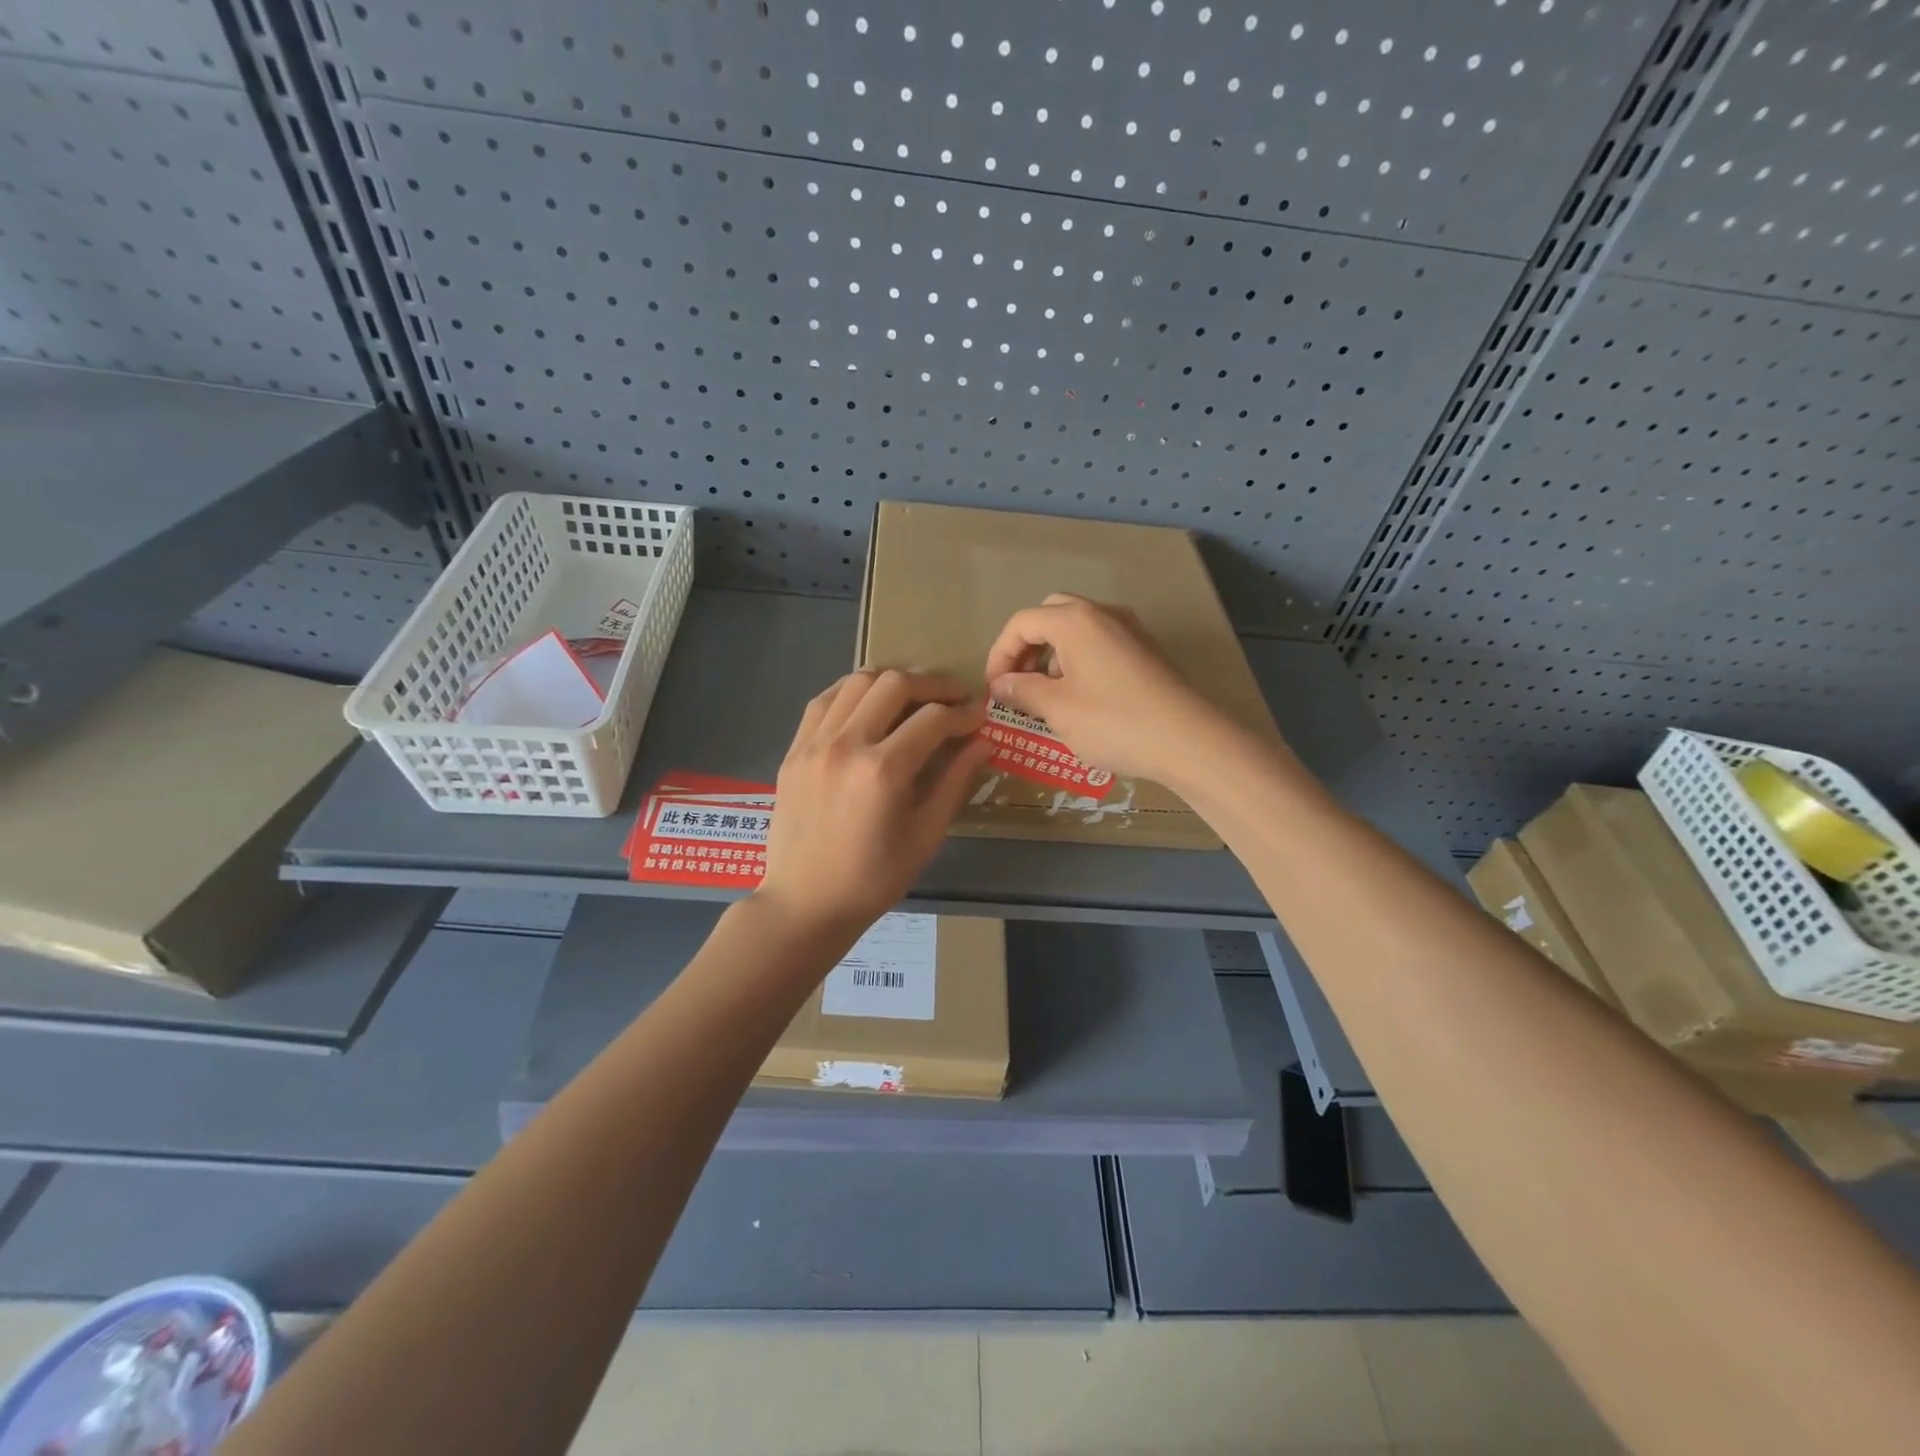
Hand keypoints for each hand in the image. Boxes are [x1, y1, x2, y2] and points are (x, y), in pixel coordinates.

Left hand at [758, 670, 990, 938]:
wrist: (805, 903)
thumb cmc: (873, 879)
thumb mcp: (925, 835)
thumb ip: (955, 782)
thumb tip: (983, 743)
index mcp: (883, 770)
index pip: (933, 719)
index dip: (963, 713)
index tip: (978, 717)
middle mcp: (846, 744)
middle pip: (895, 684)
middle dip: (932, 685)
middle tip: (952, 699)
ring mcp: (814, 743)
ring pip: (857, 682)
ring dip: (891, 681)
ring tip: (912, 697)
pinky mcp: (794, 749)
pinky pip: (825, 700)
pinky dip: (852, 691)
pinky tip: (868, 704)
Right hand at [983, 594, 1225, 784]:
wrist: (1188, 740)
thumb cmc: (1113, 721)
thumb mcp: (1057, 709)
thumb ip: (1022, 691)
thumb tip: (1001, 684)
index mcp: (1075, 620)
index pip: (1022, 622)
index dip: (999, 654)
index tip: (994, 689)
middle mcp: (1103, 614)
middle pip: (1051, 616)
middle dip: (1027, 648)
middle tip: (1018, 683)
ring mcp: (1130, 630)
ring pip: (1078, 630)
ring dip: (1053, 656)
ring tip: (1047, 696)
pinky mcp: (1147, 651)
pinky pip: (1101, 645)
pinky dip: (1079, 662)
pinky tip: (1082, 699)